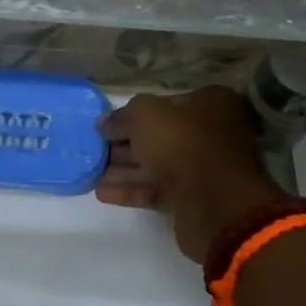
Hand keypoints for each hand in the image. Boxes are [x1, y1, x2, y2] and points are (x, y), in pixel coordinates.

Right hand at [96, 87, 280, 262]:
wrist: (214, 203)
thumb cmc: (182, 144)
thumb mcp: (145, 115)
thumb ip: (121, 116)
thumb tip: (104, 124)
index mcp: (210, 104)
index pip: (165, 103)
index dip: (133, 113)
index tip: (107, 124)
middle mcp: (211, 133)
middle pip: (160, 135)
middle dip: (126, 143)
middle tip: (95, 149)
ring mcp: (204, 168)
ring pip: (157, 165)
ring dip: (124, 168)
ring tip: (91, 172)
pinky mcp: (193, 199)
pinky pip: (158, 190)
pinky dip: (132, 190)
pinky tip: (103, 192)